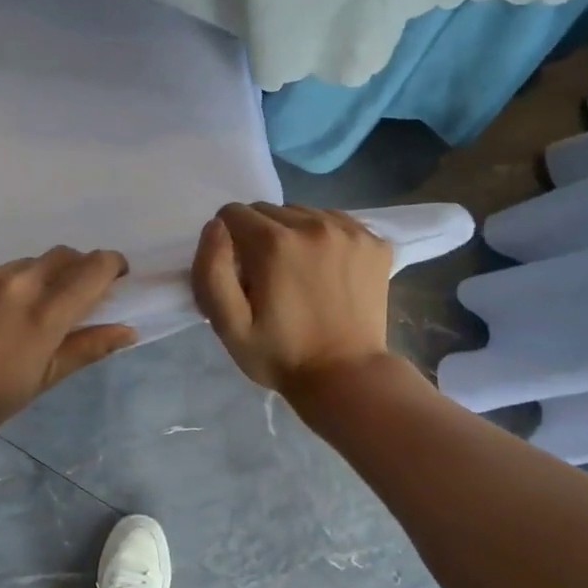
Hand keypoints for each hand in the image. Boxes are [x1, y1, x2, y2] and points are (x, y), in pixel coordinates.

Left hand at [0, 248, 135, 441]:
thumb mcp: (43, 379)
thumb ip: (87, 348)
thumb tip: (128, 330)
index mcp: (45, 314)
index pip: (94, 269)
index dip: (112, 266)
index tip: (116, 278)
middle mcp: (19, 283)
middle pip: (65, 255)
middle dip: (80, 267)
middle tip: (77, 294)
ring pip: (30, 262)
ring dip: (42, 276)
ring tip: (29, 308)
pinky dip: (9, 283)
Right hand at [191, 203, 391, 395]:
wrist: (346, 376)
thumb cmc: (280, 355)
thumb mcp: (228, 325)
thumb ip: (211, 270)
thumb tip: (216, 226)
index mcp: (274, 244)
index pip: (232, 214)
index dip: (227, 244)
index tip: (240, 275)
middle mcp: (313, 225)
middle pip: (267, 210)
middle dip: (258, 237)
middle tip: (268, 278)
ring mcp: (350, 231)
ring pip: (302, 212)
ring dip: (292, 234)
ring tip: (299, 274)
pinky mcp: (376, 242)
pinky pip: (336, 221)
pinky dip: (324, 238)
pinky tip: (326, 270)